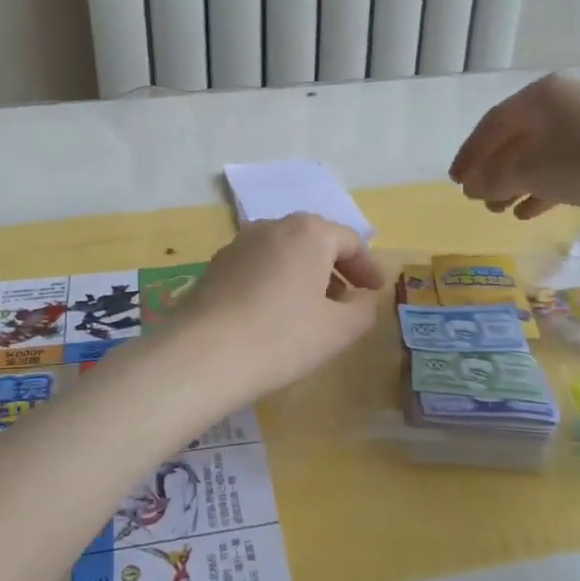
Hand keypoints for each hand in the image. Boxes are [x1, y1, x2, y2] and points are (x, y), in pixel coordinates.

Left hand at [174, 214, 383, 398]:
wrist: (203, 354)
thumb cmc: (281, 337)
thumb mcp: (338, 330)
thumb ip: (363, 310)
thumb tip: (362, 299)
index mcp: (309, 232)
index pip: (350, 241)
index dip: (368, 266)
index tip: (376, 290)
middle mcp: (272, 226)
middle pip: (315, 239)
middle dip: (336, 266)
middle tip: (348, 297)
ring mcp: (239, 243)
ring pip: (284, 251)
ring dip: (304, 273)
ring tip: (311, 308)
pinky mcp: (215, 265)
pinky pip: (258, 265)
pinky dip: (276, 280)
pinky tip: (274, 312)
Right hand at [449, 73, 579, 222]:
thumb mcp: (529, 171)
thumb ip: (494, 178)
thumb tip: (474, 186)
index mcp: (540, 96)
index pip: (492, 124)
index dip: (470, 154)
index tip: (455, 181)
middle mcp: (563, 105)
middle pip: (515, 140)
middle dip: (493, 171)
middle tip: (475, 198)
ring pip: (538, 157)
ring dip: (515, 184)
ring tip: (497, 211)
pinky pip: (562, 169)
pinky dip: (542, 189)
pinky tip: (527, 213)